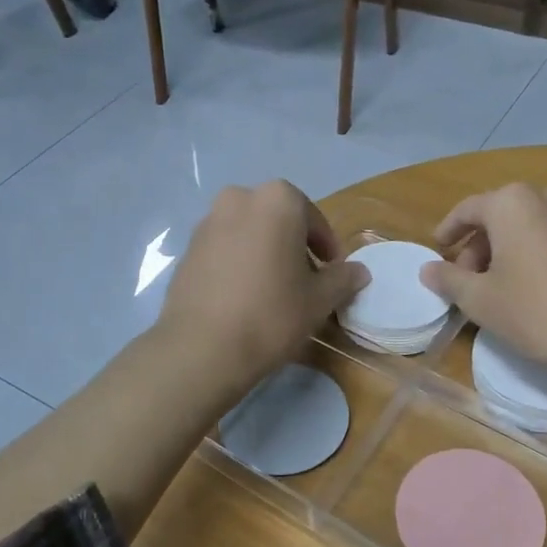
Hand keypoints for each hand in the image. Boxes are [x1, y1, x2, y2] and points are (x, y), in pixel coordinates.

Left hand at [159, 181, 369, 394]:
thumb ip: (342, 279)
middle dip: (293, 245)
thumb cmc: (272, 314)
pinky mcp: (187, 250)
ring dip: (264, 253)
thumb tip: (359, 272)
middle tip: (305, 280)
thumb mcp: (319, 300)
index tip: (332, 271)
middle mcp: (238, 199)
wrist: (201, 347)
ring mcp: (207, 223)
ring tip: (273, 291)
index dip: (326, 247)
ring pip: (248, 233)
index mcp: (277, 200)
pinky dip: (238, 264)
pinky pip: (223, 250)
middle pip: (277, 221)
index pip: (313, 218)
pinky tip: (244, 297)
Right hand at [419, 184, 546, 383]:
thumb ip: (449, 279)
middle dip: (481, 244)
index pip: (468, 209)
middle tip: (470, 279)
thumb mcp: (480, 300)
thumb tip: (428, 269)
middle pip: (502, 215)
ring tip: (505, 286)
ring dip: (513, 249)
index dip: (449, 230)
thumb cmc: (536, 312)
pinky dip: (543, 255)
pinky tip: (542, 290)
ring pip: (534, 226)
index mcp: (513, 203)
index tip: (439, 250)